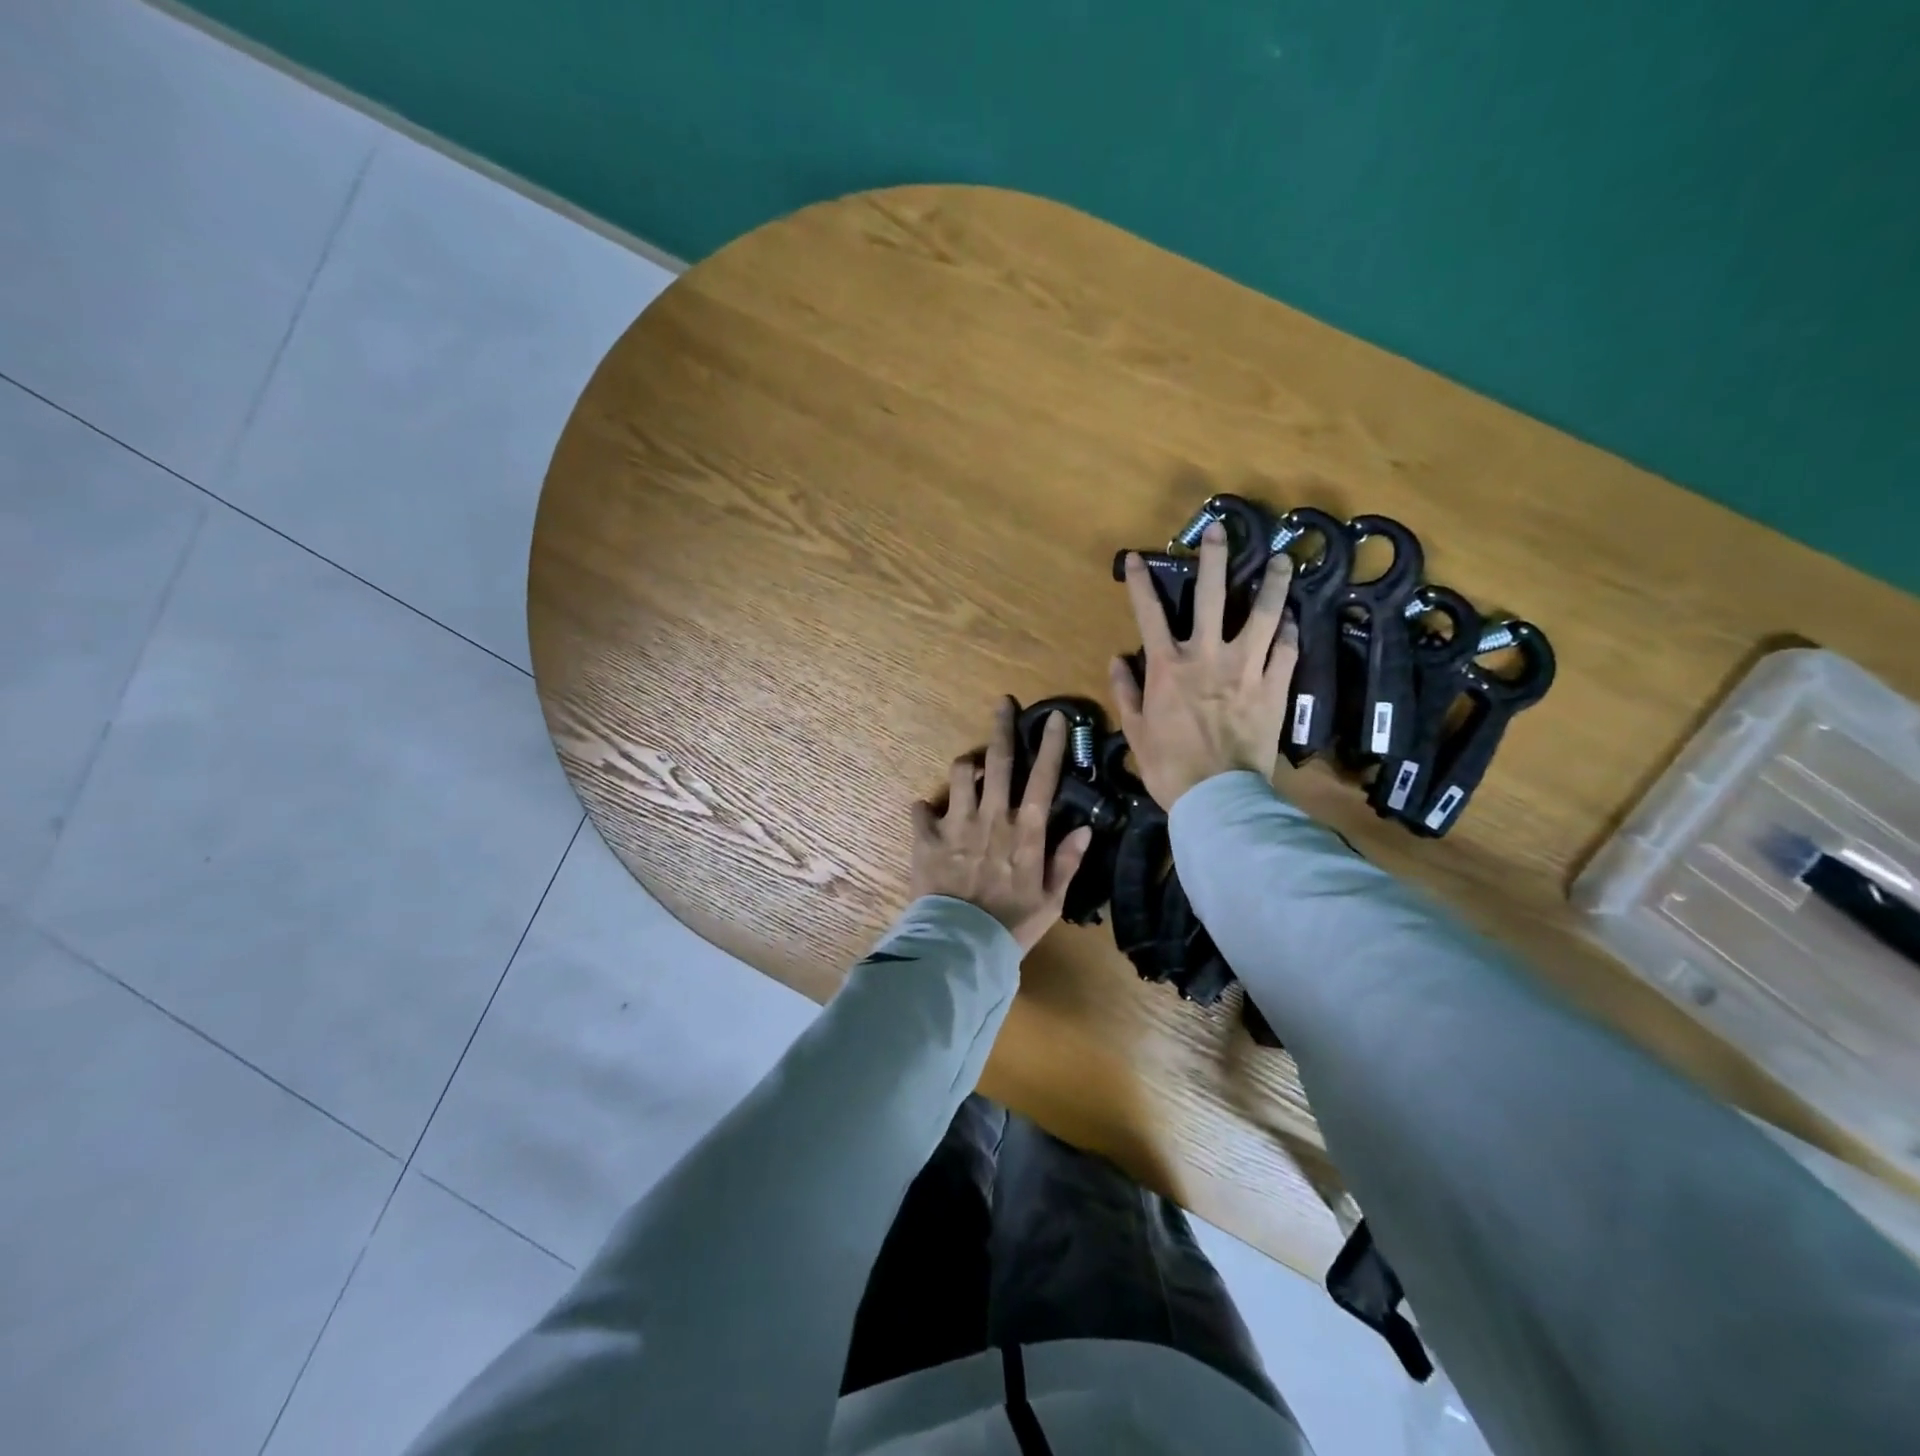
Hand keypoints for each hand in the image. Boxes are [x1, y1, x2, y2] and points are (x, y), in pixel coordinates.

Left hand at [910, 699, 1094, 952]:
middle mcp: (992, 818)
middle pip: (999, 761)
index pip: (1043, 778)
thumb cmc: (1012, 925)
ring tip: (970, 767)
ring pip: (960, 774)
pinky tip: (927, 813)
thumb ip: (1067, 860)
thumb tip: (1085, 827)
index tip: (1054, 717)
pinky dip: (924, 808)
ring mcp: (956, 824)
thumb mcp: (1051, 899)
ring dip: (966, 765)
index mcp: (1025, 831)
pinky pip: (920, 810)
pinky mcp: (926, 839)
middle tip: (1002, 704)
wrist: (961, 945)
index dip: (1050, 745)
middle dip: (1002, 728)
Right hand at [1109, 520, 1298, 807]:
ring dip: (1274, 584)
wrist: (1217, 797)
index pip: (1149, 613)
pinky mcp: (1275, 687)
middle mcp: (1207, 656)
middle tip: (1221, 530)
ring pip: (1265, 615)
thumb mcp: (1135, 731)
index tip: (1137, 556)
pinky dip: (1290, 633)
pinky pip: (1287, 651)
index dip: (1140, 582)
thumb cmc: (1169, 766)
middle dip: (1214, 559)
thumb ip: (1126, 691)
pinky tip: (1294, 619)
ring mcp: (1246, 669)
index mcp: (1168, 667)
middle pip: (1213, 596)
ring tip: (1283, 560)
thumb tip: (1116, 659)